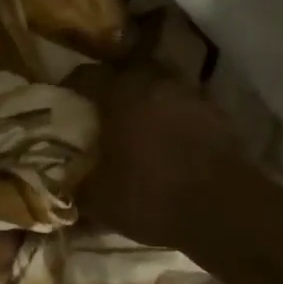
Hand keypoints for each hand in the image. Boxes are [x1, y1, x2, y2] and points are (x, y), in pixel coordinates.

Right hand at [66, 63, 246, 250]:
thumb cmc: (150, 195)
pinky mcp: (216, 116)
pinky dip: (168, 119)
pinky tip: (162, 144)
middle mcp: (157, 83)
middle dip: (110, 89)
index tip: (59, 102)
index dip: (68, 88)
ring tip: (130, 128)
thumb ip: (76, 185)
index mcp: (122, 93)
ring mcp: (192, 96)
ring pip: (158, 88)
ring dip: (142, 103)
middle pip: (127, 73)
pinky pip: (181, 109)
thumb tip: (61, 185)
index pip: (86, 76)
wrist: (223, 210)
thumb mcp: (99, 198)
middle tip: (96, 113)